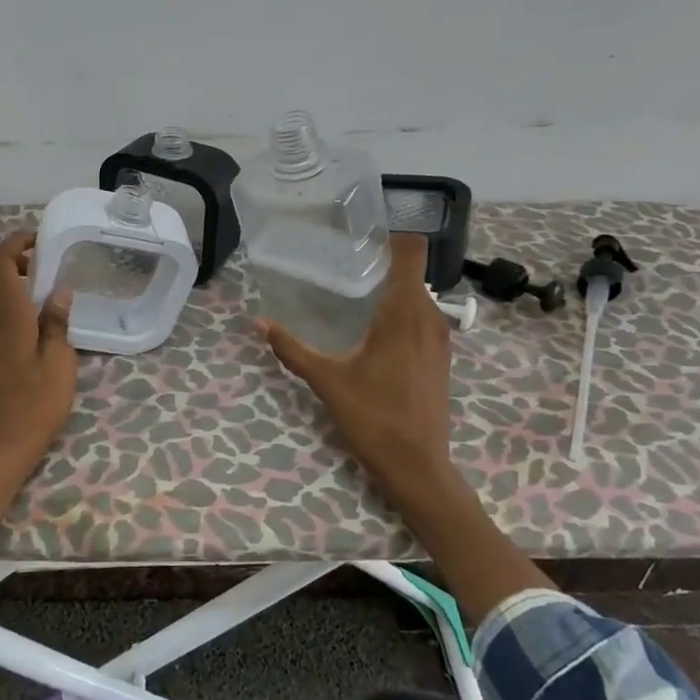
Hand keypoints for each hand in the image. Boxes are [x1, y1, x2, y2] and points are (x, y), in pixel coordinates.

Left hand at [0, 230, 76, 556]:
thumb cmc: (34, 409)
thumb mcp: (59, 366)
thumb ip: (57, 324)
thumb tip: (58, 291)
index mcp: (6, 319)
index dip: (13, 243)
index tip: (38, 238)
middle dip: (3, 254)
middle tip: (35, 257)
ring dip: (3, 276)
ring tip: (39, 284)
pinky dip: (4, 299)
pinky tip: (31, 317)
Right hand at [262, 234, 466, 525]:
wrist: (417, 464)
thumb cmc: (373, 416)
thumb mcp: (326, 380)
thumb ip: (291, 348)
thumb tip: (257, 323)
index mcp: (405, 313)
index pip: (413, 252)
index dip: (393, 236)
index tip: (363, 235)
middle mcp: (430, 318)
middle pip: (414, 272)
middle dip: (385, 262)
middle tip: (347, 263)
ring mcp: (441, 339)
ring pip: (421, 296)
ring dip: (395, 290)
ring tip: (358, 292)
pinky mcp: (441, 358)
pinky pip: (425, 318)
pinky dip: (404, 312)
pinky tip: (376, 329)